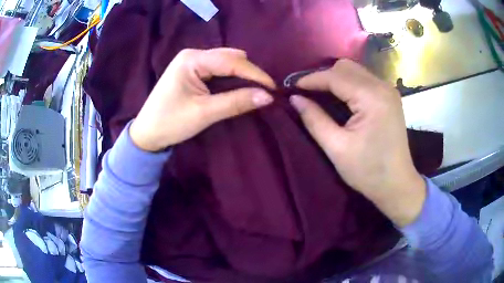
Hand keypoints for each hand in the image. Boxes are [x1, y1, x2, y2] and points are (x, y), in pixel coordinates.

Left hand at [130, 48, 274, 151]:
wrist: (147, 134)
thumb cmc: (170, 123)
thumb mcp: (204, 113)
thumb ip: (236, 102)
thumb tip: (268, 97)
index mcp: (192, 59)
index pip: (231, 61)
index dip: (255, 74)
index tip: (273, 88)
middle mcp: (192, 55)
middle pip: (229, 57)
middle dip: (249, 72)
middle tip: (266, 90)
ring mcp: (191, 62)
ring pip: (225, 62)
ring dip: (241, 74)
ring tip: (256, 89)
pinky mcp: (191, 71)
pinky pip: (217, 69)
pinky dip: (231, 77)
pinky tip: (239, 86)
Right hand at [290, 59, 424, 226]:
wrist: (397, 185)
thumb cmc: (368, 171)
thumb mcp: (337, 148)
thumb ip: (314, 119)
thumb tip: (295, 99)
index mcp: (371, 98)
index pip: (335, 76)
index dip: (311, 79)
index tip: (292, 88)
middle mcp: (382, 86)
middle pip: (346, 67)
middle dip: (323, 76)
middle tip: (307, 93)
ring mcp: (388, 90)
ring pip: (355, 71)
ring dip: (335, 79)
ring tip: (320, 95)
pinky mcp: (390, 97)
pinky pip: (364, 80)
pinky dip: (348, 84)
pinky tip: (340, 98)